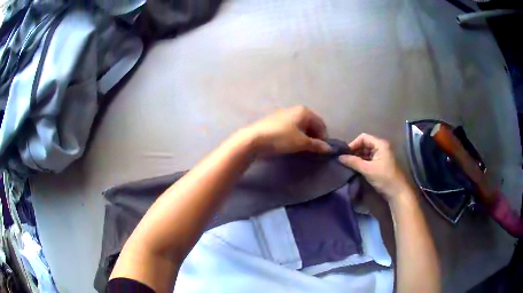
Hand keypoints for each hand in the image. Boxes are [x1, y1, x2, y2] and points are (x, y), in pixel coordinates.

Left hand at [243, 106, 331, 156]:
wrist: (254, 139)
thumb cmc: (281, 138)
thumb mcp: (301, 143)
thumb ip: (316, 145)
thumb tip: (329, 149)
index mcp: (304, 111)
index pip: (321, 123)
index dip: (324, 137)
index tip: (322, 149)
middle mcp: (295, 109)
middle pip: (311, 123)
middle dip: (314, 136)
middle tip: (313, 150)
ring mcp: (284, 114)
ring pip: (300, 126)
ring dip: (305, 136)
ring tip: (303, 148)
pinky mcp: (275, 120)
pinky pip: (291, 127)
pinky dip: (295, 135)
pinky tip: (291, 144)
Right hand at [338, 133, 409, 201]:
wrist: (397, 192)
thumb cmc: (384, 178)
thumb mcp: (368, 169)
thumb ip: (353, 162)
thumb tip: (339, 157)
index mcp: (380, 144)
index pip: (363, 137)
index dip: (353, 144)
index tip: (345, 154)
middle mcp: (381, 147)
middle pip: (364, 144)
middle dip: (354, 151)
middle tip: (345, 160)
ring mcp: (381, 155)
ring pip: (365, 152)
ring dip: (357, 157)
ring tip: (348, 164)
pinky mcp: (380, 163)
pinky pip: (368, 159)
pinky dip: (361, 162)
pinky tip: (355, 168)